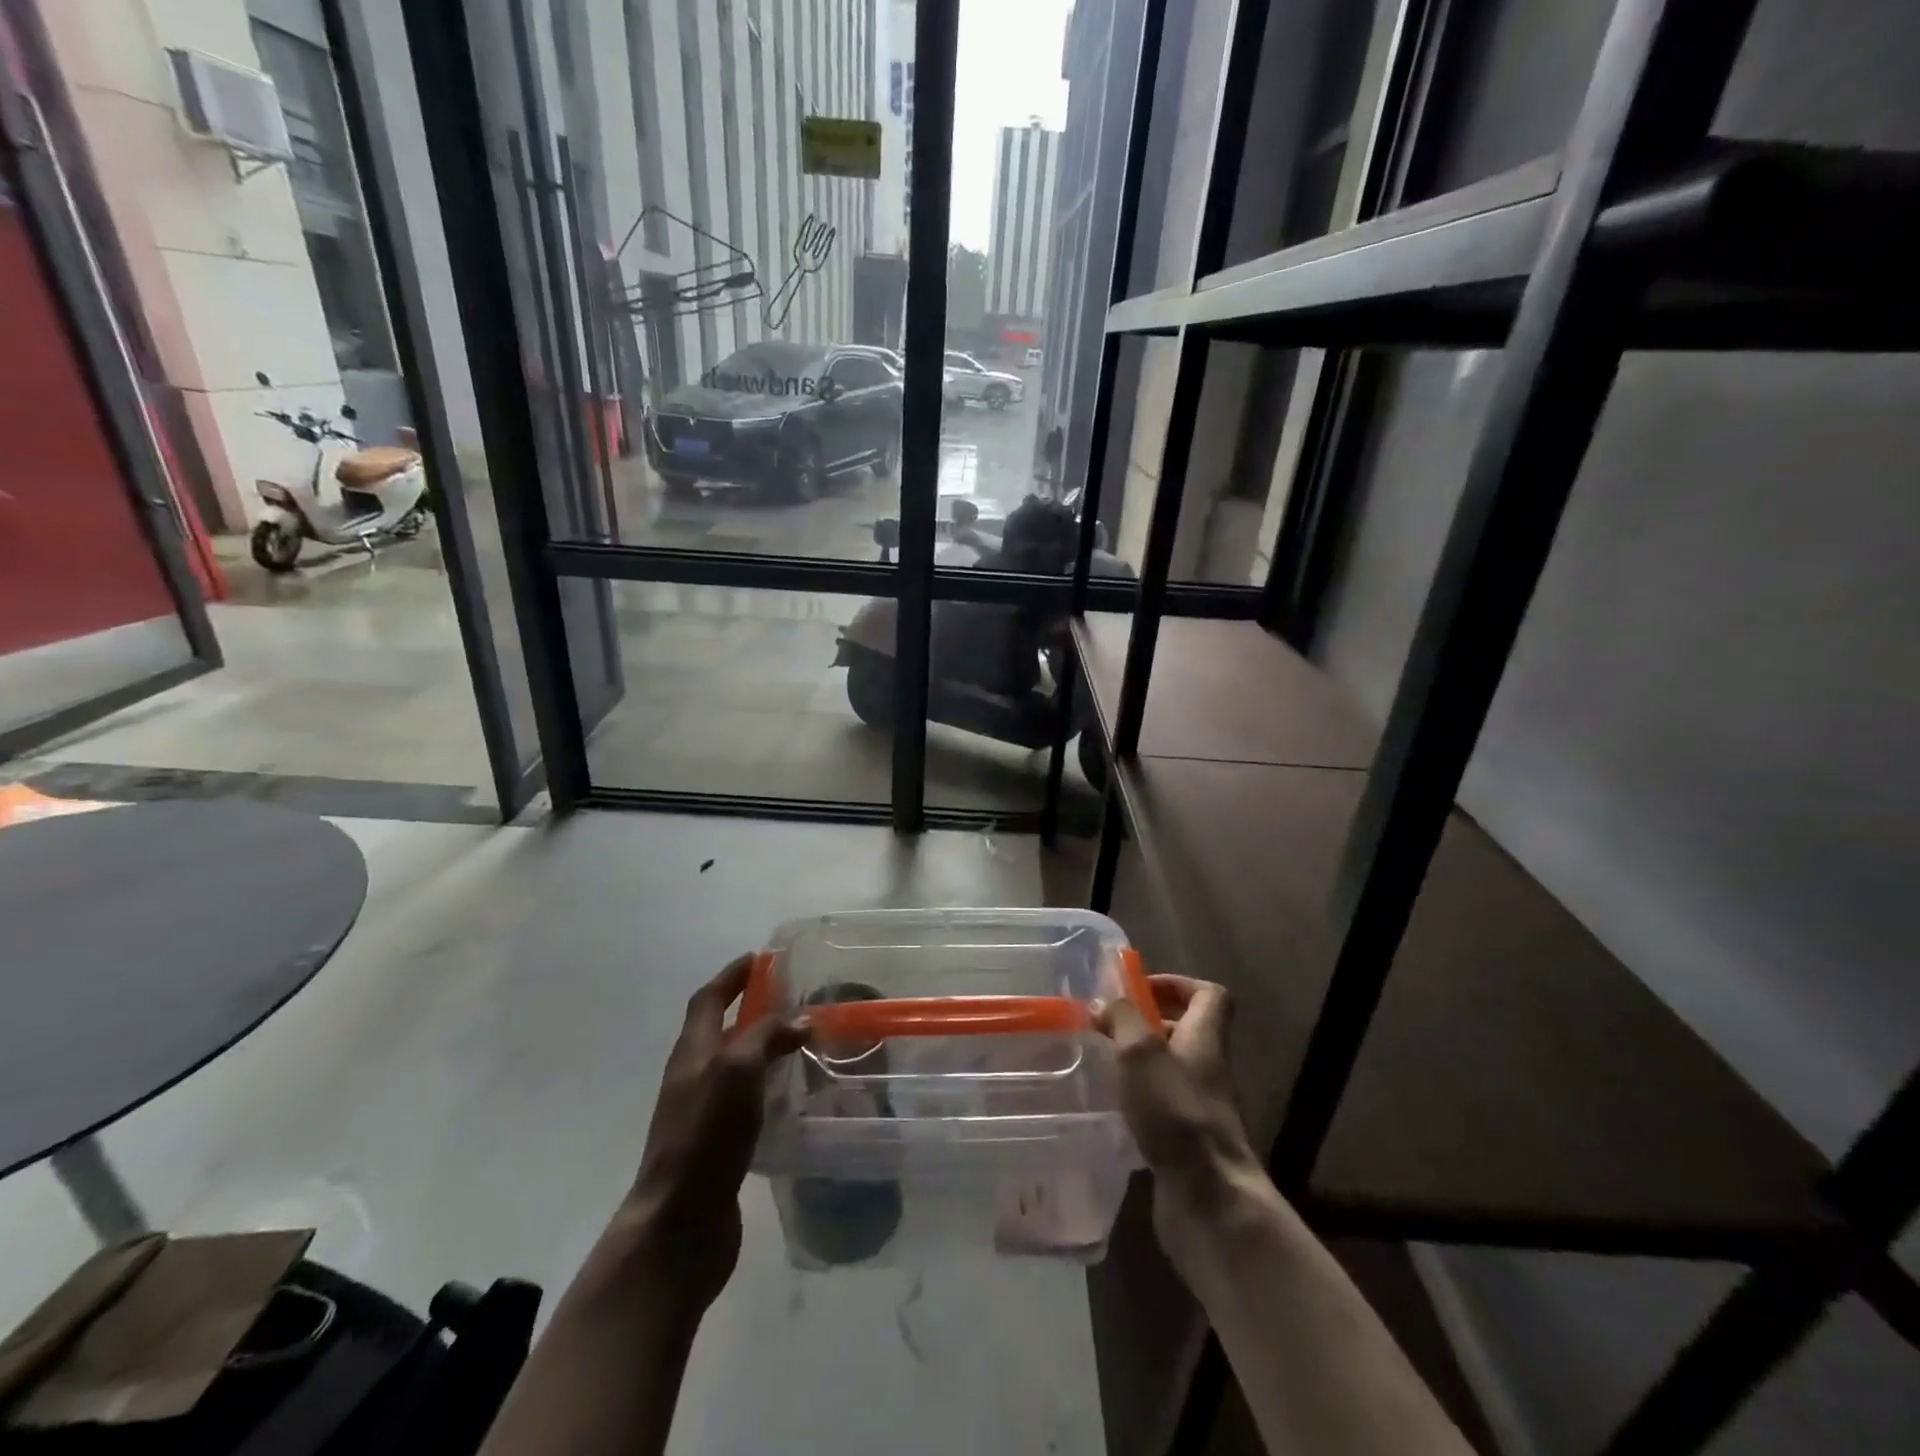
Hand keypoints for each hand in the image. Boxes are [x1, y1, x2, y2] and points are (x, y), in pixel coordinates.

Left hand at [620, 955, 806, 1310]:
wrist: (679, 1225)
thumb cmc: (705, 1136)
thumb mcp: (737, 1070)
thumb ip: (767, 1036)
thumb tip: (800, 1019)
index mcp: (691, 1053)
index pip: (708, 999)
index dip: (732, 976)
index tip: (760, 958)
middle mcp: (693, 1078)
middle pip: (719, 1030)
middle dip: (750, 1009)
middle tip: (791, 998)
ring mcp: (702, 1114)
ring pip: (734, 1067)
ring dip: (762, 1049)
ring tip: (801, 1043)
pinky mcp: (718, 1146)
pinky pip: (745, 1102)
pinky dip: (767, 1088)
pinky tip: (793, 1096)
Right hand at [1096, 975, 1267, 1265]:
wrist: (1208, 1199)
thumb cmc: (1176, 1111)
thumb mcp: (1141, 1051)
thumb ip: (1122, 1019)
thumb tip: (1104, 1001)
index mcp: (1205, 1039)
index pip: (1209, 995)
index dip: (1178, 984)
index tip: (1140, 989)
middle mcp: (1207, 1069)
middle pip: (1187, 1031)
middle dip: (1148, 1024)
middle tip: (1108, 1026)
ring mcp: (1199, 1108)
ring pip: (1170, 1070)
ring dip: (1139, 1063)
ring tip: (1102, 1062)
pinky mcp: (1186, 1141)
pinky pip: (1162, 1105)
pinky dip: (1138, 1100)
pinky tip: (1111, 1106)